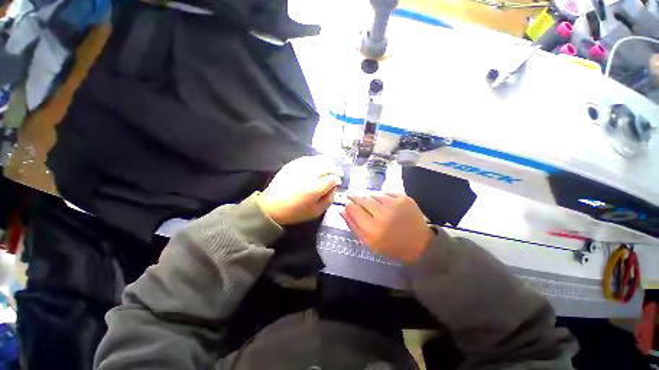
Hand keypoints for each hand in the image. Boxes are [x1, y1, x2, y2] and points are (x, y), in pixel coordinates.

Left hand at [257, 156, 342, 224]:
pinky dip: (315, 160)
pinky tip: (317, 164)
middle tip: (337, 173)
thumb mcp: (316, 211)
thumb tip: (334, 187)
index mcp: (315, 188)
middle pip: (327, 166)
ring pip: (318, 160)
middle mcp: (309, 174)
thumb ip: (328, 199)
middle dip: (334, 169)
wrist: (271, 206)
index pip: (332, 179)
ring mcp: (299, 167)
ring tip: (329, 167)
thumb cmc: (295, 212)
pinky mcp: (292, 164)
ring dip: (326, 163)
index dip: (338, 179)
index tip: (339, 181)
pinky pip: (307, 159)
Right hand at [341, 193, 432, 263]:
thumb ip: (353, 226)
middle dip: (356, 198)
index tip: (348, 204)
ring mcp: (395, 204)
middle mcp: (383, 214)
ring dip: (370, 199)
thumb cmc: (391, 246)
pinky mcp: (404, 198)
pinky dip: (382, 197)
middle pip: (362, 199)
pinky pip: (385, 193)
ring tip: (373, 206)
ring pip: (373, 195)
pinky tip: (385, 205)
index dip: (349, 205)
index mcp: (373, 229)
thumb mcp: (369, 242)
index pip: (353, 209)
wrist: (420, 244)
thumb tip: (341, 210)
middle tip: (354, 199)